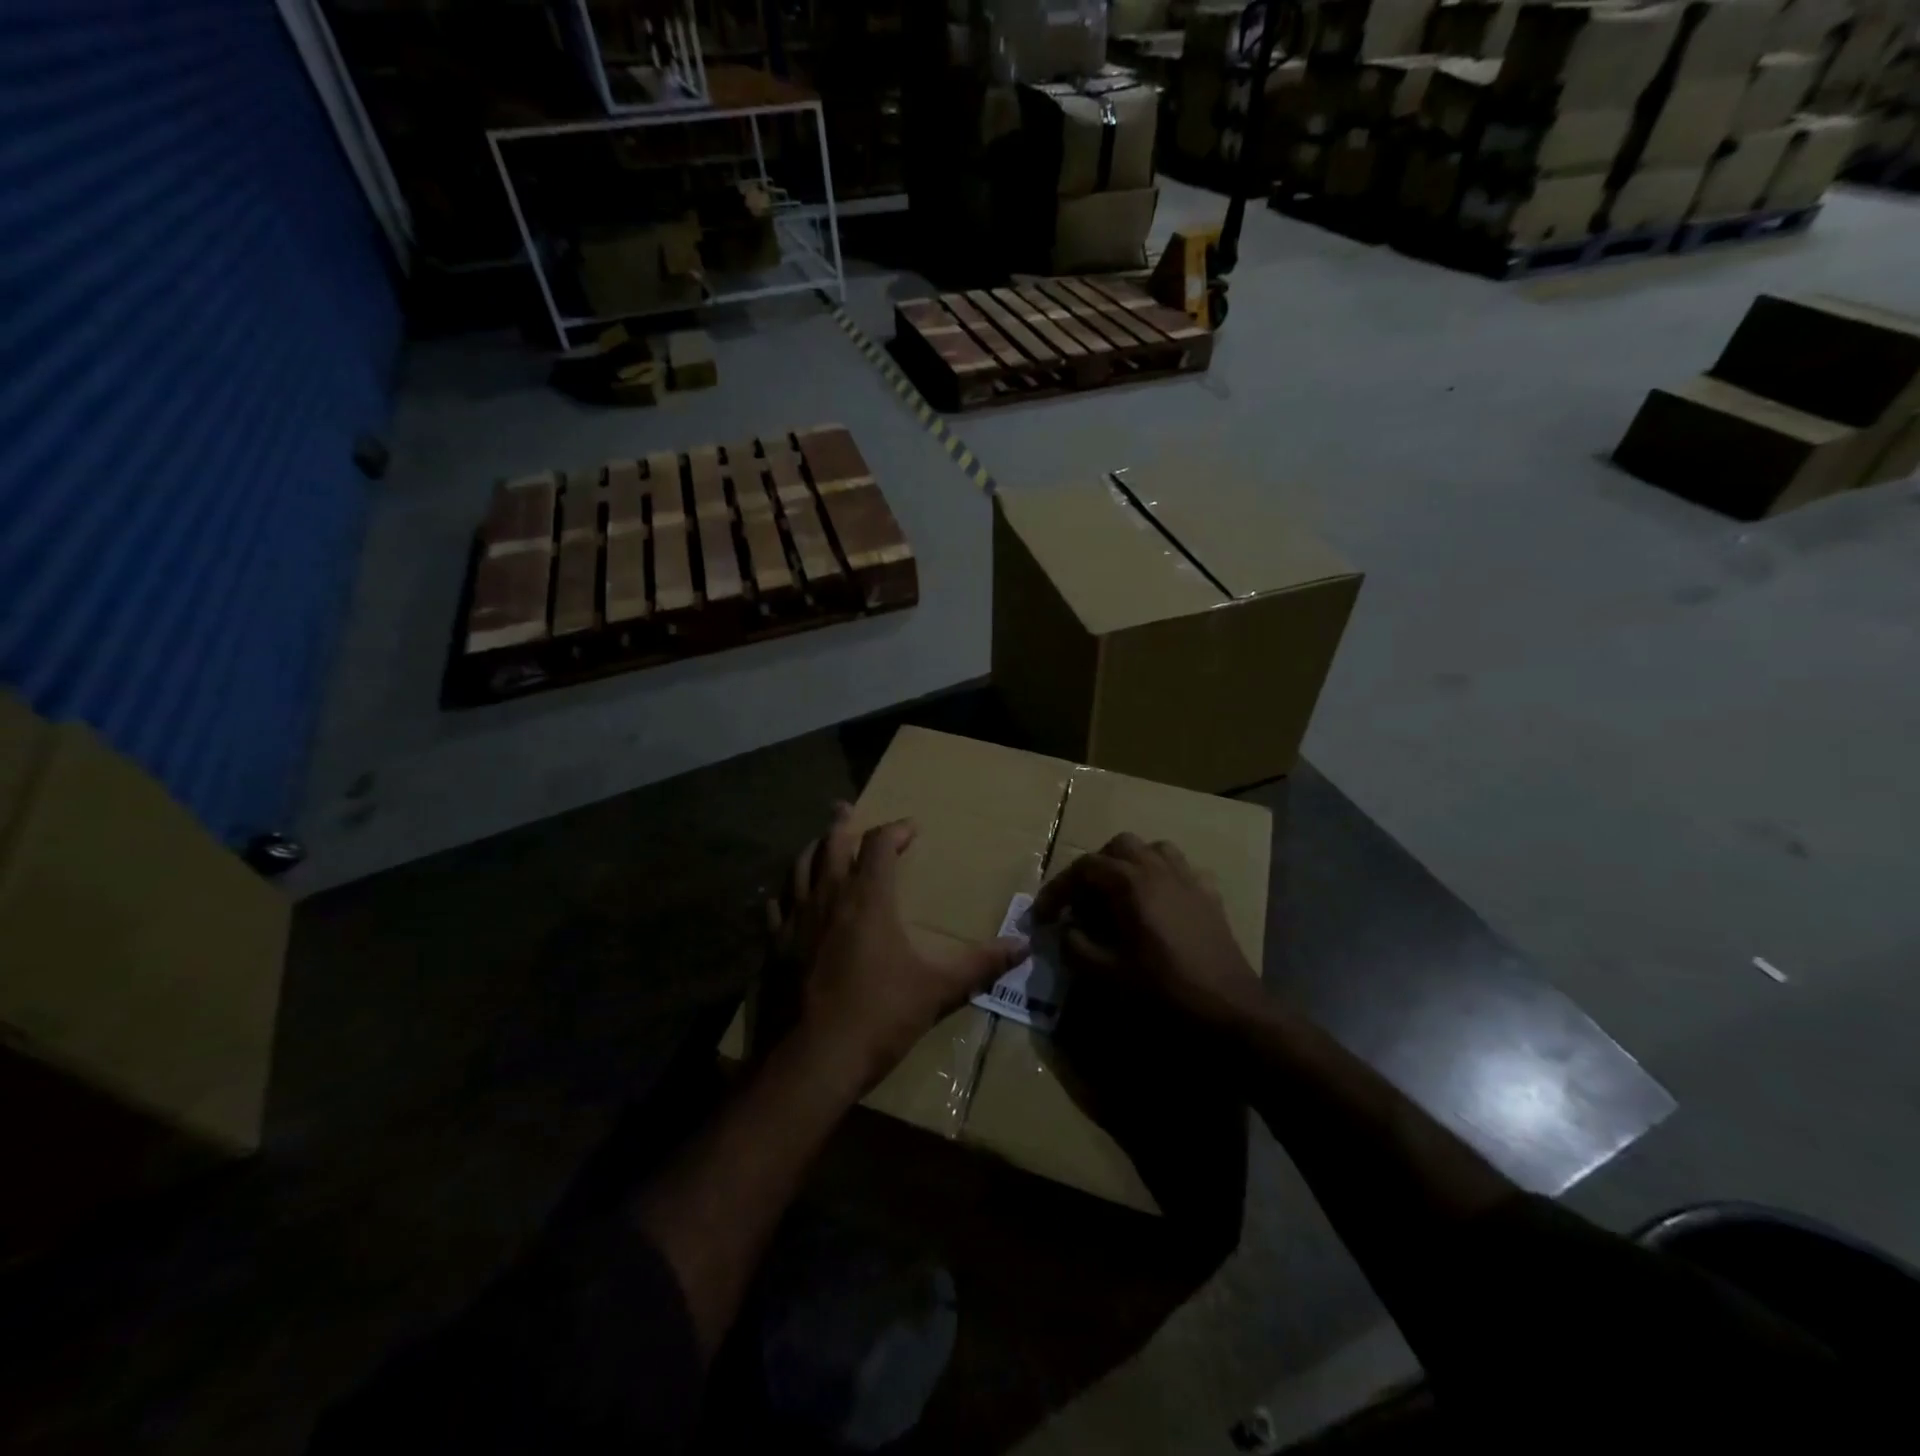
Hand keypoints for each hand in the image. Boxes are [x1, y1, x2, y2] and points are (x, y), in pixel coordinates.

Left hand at [766, 805, 1026, 1096]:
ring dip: (811, 850)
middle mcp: (828, 896)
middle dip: (842, 824)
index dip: (896, 830)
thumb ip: (980, 964)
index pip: (880, 844)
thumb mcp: (938, 989)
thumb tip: (1024, 946)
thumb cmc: (880, 1016)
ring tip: (818, 843)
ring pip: (798, 868)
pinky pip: (775, 907)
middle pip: (831, 844)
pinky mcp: (773, 947)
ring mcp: (795, 920)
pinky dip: (784, 895)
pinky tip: (785, 899)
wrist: (812, 1060)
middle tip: (845, 808)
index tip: (910, 829)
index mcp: (867, 897)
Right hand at [1033, 833, 1261, 1028]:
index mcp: (1131, 883)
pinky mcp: (1211, 897)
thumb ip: (1076, 946)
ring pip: (1154, 850)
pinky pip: (1182, 871)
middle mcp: (1159, 869)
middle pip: (1119, 846)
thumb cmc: (1164, 992)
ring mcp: (1189, 880)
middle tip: (1082, 902)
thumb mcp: (1106, 975)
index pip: (1083, 868)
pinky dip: (1163, 879)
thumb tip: (1066, 930)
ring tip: (1119, 896)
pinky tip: (1158, 907)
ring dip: (1130, 865)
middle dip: (1095, 868)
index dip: (1057, 889)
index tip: (1043, 917)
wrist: (1230, 1012)